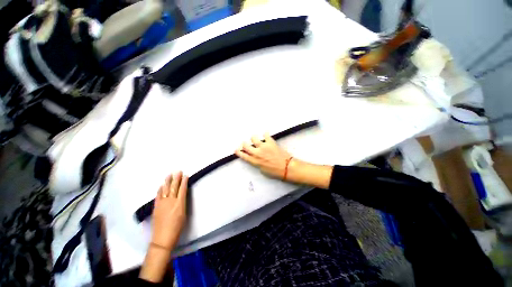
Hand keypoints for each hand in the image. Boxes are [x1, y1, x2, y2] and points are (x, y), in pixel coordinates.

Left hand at [151, 171, 187, 249]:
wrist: (162, 238)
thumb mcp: (184, 214)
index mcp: (179, 204)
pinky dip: (160, 190)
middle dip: (176, 179)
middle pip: (174, 188)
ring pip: (165, 190)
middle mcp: (171, 201)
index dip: (184, 182)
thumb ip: (182, 203)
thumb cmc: (177, 227)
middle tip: (178, 171)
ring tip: (169, 175)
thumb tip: (181, 196)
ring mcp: (162, 204)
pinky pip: (158, 196)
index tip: (185, 175)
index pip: (182, 190)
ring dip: (168, 182)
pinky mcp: (156, 207)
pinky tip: (161, 185)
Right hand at [234, 133, 291, 179]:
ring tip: (256, 139)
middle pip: (246, 145)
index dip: (238, 152)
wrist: (286, 167)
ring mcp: (263, 146)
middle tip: (246, 143)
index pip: (243, 155)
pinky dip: (266, 134)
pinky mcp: (270, 142)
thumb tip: (256, 159)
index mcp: (254, 161)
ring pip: (253, 138)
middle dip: (244, 144)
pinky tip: (266, 134)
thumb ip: (257, 163)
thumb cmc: (275, 172)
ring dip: (254, 138)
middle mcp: (257, 153)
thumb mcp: (263, 171)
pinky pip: (266, 135)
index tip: (236, 150)